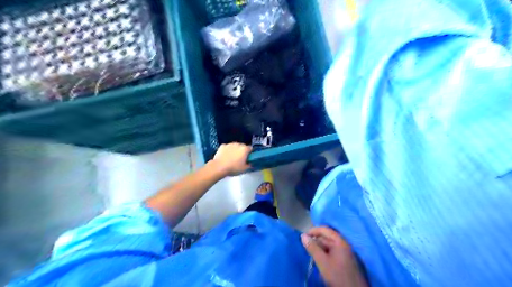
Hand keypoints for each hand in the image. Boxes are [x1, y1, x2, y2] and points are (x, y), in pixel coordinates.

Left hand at [212, 142, 250, 175]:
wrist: (219, 167)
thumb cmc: (233, 168)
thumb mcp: (244, 169)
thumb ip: (249, 165)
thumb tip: (250, 163)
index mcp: (244, 149)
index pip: (250, 148)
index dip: (250, 153)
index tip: (248, 158)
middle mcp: (238, 144)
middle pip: (242, 146)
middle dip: (242, 151)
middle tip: (240, 158)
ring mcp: (229, 144)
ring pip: (234, 146)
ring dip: (235, 150)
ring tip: (232, 157)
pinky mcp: (222, 145)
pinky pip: (227, 147)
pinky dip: (227, 150)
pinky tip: (225, 156)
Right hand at [301, 227, 367, 286]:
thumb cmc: (337, 275)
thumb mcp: (322, 261)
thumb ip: (312, 248)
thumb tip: (303, 235)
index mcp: (340, 242)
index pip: (325, 230)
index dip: (313, 231)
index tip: (303, 237)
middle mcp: (343, 245)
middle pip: (326, 238)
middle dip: (315, 241)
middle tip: (305, 248)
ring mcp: (345, 253)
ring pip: (328, 246)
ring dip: (319, 249)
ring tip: (311, 255)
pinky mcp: (345, 262)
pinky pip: (332, 253)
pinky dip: (324, 255)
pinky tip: (319, 261)